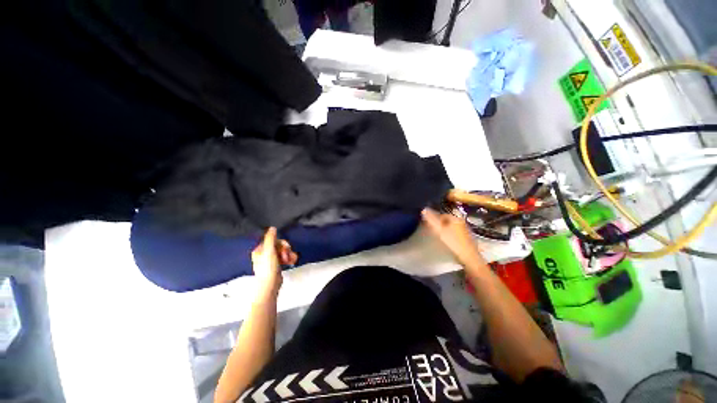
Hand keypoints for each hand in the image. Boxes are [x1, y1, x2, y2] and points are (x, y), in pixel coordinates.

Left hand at [251, 227, 297, 299]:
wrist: (270, 284)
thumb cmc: (268, 268)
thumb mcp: (269, 251)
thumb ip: (271, 238)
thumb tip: (272, 227)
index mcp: (260, 249)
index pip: (274, 240)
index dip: (281, 243)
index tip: (285, 248)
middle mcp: (264, 253)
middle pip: (280, 245)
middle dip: (286, 249)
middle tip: (287, 255)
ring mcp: (271, 259)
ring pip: (283, 251)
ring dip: (289, 254)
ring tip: (291, 259)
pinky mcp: (277, 265)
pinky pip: (285, 257)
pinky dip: (289, 258)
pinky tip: (292, 261)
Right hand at [421, 208, 485, 267]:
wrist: (469, 258)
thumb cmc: (453, 243)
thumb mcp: (439, 230)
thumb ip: (431, 220)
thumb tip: (424, 209)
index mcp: (456, 219)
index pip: (442, 215)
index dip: (434, 218)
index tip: (428, 224)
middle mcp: (462, 223)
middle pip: (448, 221)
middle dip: (440, 224)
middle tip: (433, 231)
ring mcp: (467, 231)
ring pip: (452, 228)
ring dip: (446, 230)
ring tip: (439, 237)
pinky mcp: (469, 240)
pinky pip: (457, 235)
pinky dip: (451, 236)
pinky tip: (449, 243)